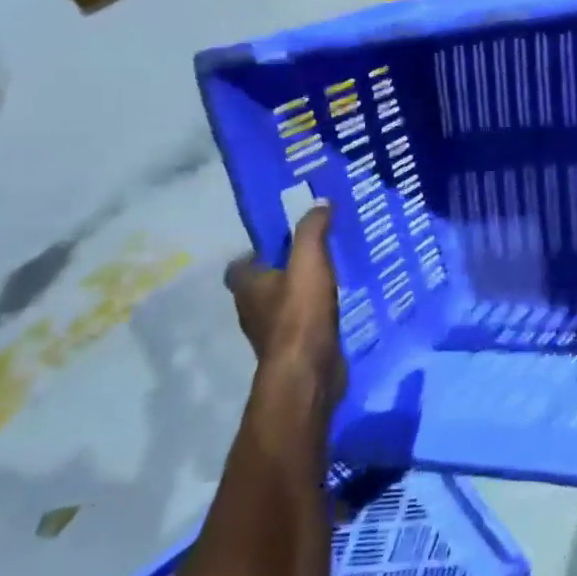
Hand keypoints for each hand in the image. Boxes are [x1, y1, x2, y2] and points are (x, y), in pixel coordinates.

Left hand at [224, 203, 345, 404]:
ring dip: (299, 293)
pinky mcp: (294, 349)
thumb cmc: (300, 314)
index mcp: (247, 287)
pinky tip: (337, 306)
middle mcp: (252, 310)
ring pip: (282, 305)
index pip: (239, 266)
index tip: (282, 243)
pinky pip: (302, 324)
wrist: (308, 372)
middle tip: (313, 254)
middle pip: (261, 285)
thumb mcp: (309, 261)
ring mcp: (272, 333)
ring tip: (330, 277)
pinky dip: (313, 314)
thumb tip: (320, 202)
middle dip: (282, 270)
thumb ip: (312, 231)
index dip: (256, 253)